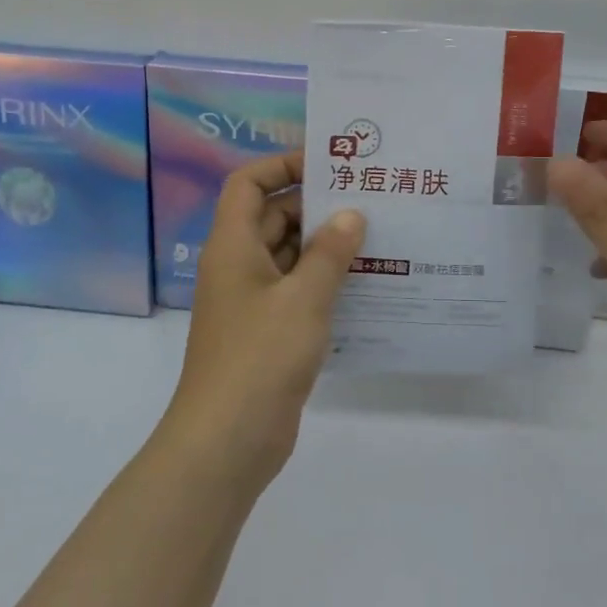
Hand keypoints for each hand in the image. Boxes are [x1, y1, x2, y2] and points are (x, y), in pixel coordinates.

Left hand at [166, 152, 365, 487]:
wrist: (227, 441)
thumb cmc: (260, 357)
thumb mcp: (303, 299)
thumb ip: (330, 253)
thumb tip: (351, 214)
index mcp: (233, 246)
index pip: (248, 184)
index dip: (281, 165)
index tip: (327, 165)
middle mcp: (238, 266)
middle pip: (274, 218)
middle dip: (317, 207)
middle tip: (369, 201)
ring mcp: (251, 302)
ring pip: (289, 257)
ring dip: (325, 247)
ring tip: (379, 237)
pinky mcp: (267, 332)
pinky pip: (296, 292)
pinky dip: (324, 283)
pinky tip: (366, 285)